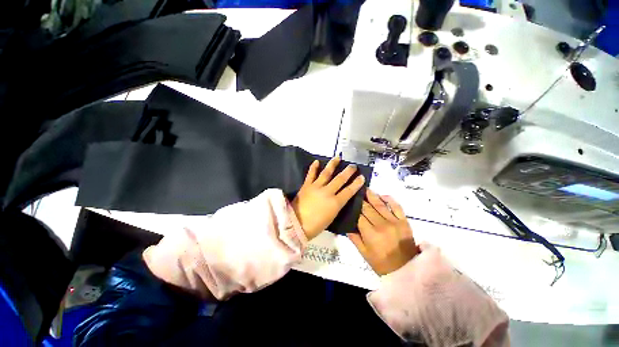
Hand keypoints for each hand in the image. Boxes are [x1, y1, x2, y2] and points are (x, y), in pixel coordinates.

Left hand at [292, 157, 365, 239]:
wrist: (296, 224)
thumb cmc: (315, 226)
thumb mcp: (331, 217)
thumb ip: (336, 205)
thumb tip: (340, 198)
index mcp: (335, 203)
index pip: (349, 191)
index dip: (356, 183)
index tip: (362, 177)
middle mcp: (327, 192)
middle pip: (340, 179)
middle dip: (348, 172)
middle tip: (353, 166)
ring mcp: (316, 187)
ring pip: (326, 173)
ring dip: (332, 164)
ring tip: (337, 157)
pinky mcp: (306, 185)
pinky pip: (311, 174)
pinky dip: (314, 167)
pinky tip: (316, 161)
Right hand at [348, 190, 418, 275]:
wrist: (406, 270)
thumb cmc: (382, 263)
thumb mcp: (364, 253)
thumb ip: (354, 238)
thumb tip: (346, 225)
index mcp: (371, 234)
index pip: (359, 216)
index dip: (353, 208)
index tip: (349, 201)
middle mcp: (382, 225)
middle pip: (367, 208)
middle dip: (360, 199)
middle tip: (355, 191)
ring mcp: (394, 222)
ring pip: (380, 204)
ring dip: (372, 195)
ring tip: (365, 188)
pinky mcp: (404, 221)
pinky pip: (396, 206)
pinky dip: (389, 199)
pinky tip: (382, 195)